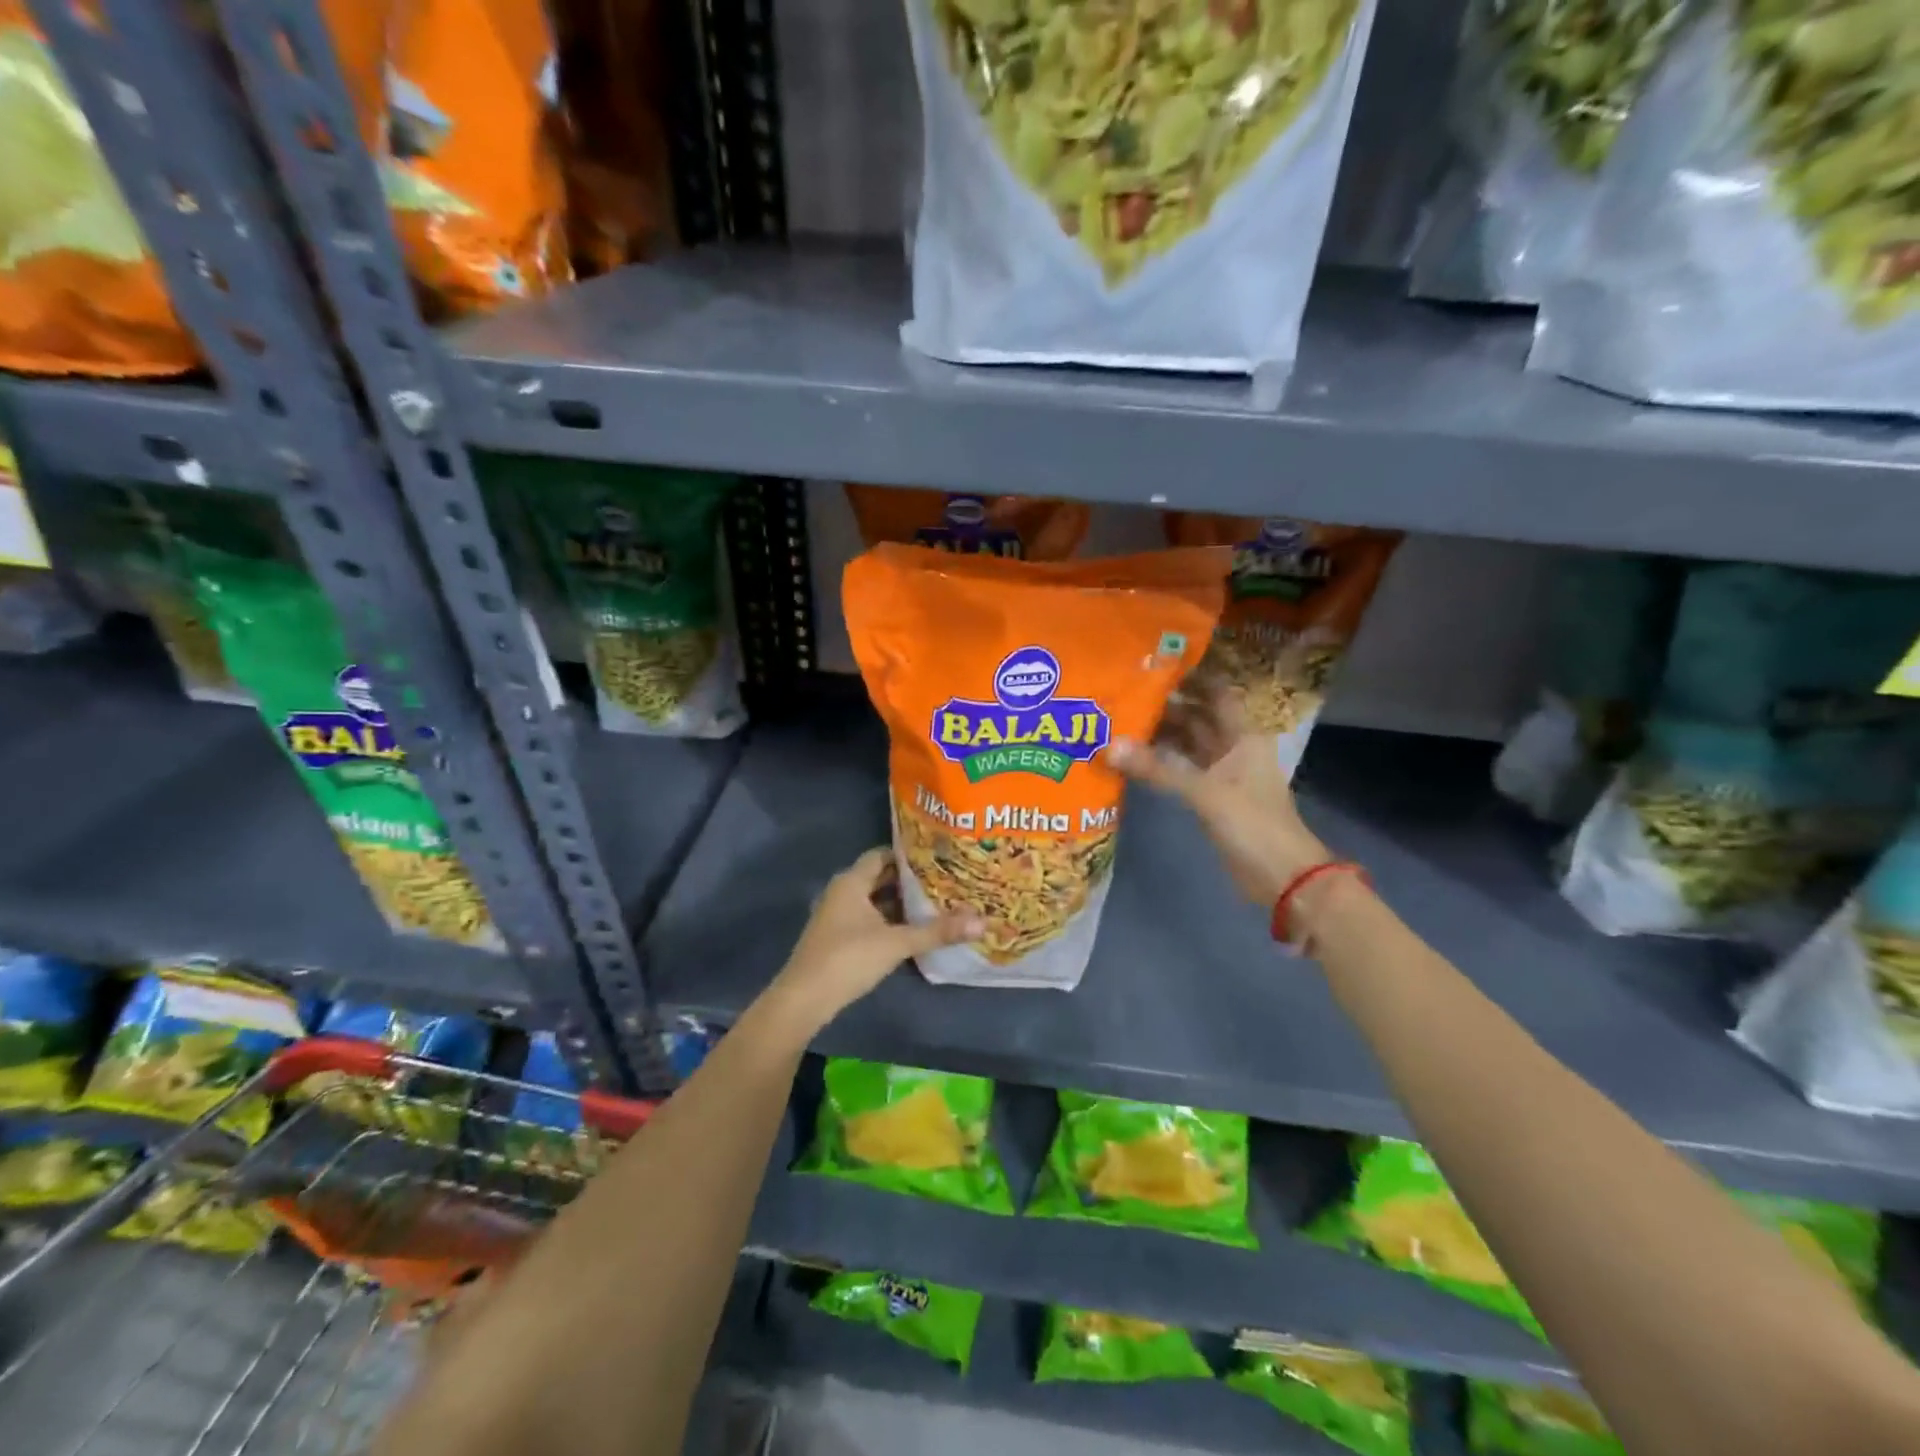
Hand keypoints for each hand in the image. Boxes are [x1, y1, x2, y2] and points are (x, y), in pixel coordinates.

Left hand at [768, 848, 983, 1032]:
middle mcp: (842, 892)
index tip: (938, 857)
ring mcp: (837, 915)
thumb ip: (937, 931)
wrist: (804, 1000)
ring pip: (874, 900)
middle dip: (909, 880)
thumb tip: (982, 921)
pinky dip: (888, 919)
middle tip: (944, 880)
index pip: (883, 854)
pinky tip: (911, 930)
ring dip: (899, 902)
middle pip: (880, 877)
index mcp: (852, 881)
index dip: (909, 855)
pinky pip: (868, 918)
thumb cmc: (848, 959)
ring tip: (935, 903)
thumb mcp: (897, 943)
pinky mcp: (837, 937)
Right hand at [1111, 669, 1331, 907]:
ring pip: (1187, 745)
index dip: (1191, 677)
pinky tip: (1133, 758)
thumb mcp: (1204, 792)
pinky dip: (1161, 763)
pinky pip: (1182, 770)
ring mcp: (1222, 773)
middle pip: (1197, 717)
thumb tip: (1109, 747)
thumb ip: (1157, 769)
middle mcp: (1233, 747)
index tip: (1153, 664)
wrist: (1281, 876)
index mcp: (1243, 735)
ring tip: (1120, 722)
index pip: (1216, 693)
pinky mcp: (1211, 798)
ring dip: (1160, 735)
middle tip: (1123, 694)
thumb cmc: (1252, 823)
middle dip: (1165, 706)